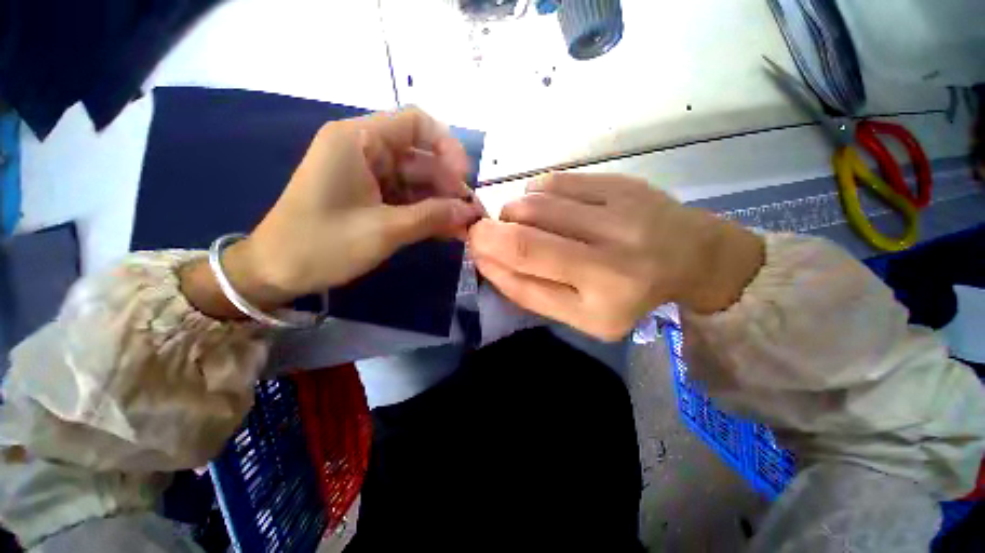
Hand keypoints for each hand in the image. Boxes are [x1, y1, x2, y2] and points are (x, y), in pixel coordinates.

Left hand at [182, 108, 483, 316]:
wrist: (276, 272)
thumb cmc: (323, 245)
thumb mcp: (385, 230)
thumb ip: (432, 217)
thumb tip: (470, 212)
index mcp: (359, 140)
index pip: (417, 123)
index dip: (447, 147)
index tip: (463, 180)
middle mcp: (365, 150)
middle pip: (422, 158)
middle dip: (449, 187)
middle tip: (472, 217)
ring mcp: (368, 175)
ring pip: (418, 182)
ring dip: (442, 205)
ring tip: (465, 229)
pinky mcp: (370, 197)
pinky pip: (407, 199)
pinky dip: (427, 214)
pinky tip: (447, 231)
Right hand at [468, 173, 763, 340]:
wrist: (689, 257)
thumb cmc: (628, 295)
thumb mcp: (579, 315)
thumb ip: (530, 292)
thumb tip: (486, 259)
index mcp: (603, 295)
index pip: (527, 265)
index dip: (489, 251)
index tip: (474, 246)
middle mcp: (613, 251)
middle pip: (525, 227)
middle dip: (493, 228)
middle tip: (490, 233)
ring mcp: (618, 209)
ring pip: (534, 200)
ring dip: (513, 213)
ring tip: (525, 225)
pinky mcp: (619, 182)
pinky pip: (553, 181)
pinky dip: (534, 195)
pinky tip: (546, 209)